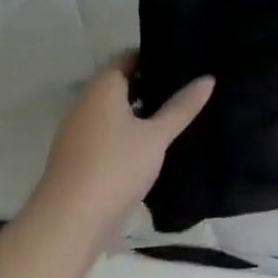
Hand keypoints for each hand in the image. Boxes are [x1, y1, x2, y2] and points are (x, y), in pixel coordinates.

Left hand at [35, 54, 213, 225]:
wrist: (69, 222)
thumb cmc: (116, 167)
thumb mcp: (157, 136)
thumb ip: (182, 107)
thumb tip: (208, 78)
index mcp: (102, 89)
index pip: (127, 57)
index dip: (153, 56)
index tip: (182, 60)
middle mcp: (85, 104)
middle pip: (120, 83)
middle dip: (150, 85)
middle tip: (186, 87)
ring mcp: (77, 132)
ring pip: (112, 110)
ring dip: (138, 111)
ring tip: (174, 115)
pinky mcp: (77, 157)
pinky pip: (106, 132)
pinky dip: (126, 132)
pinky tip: (151, 146)